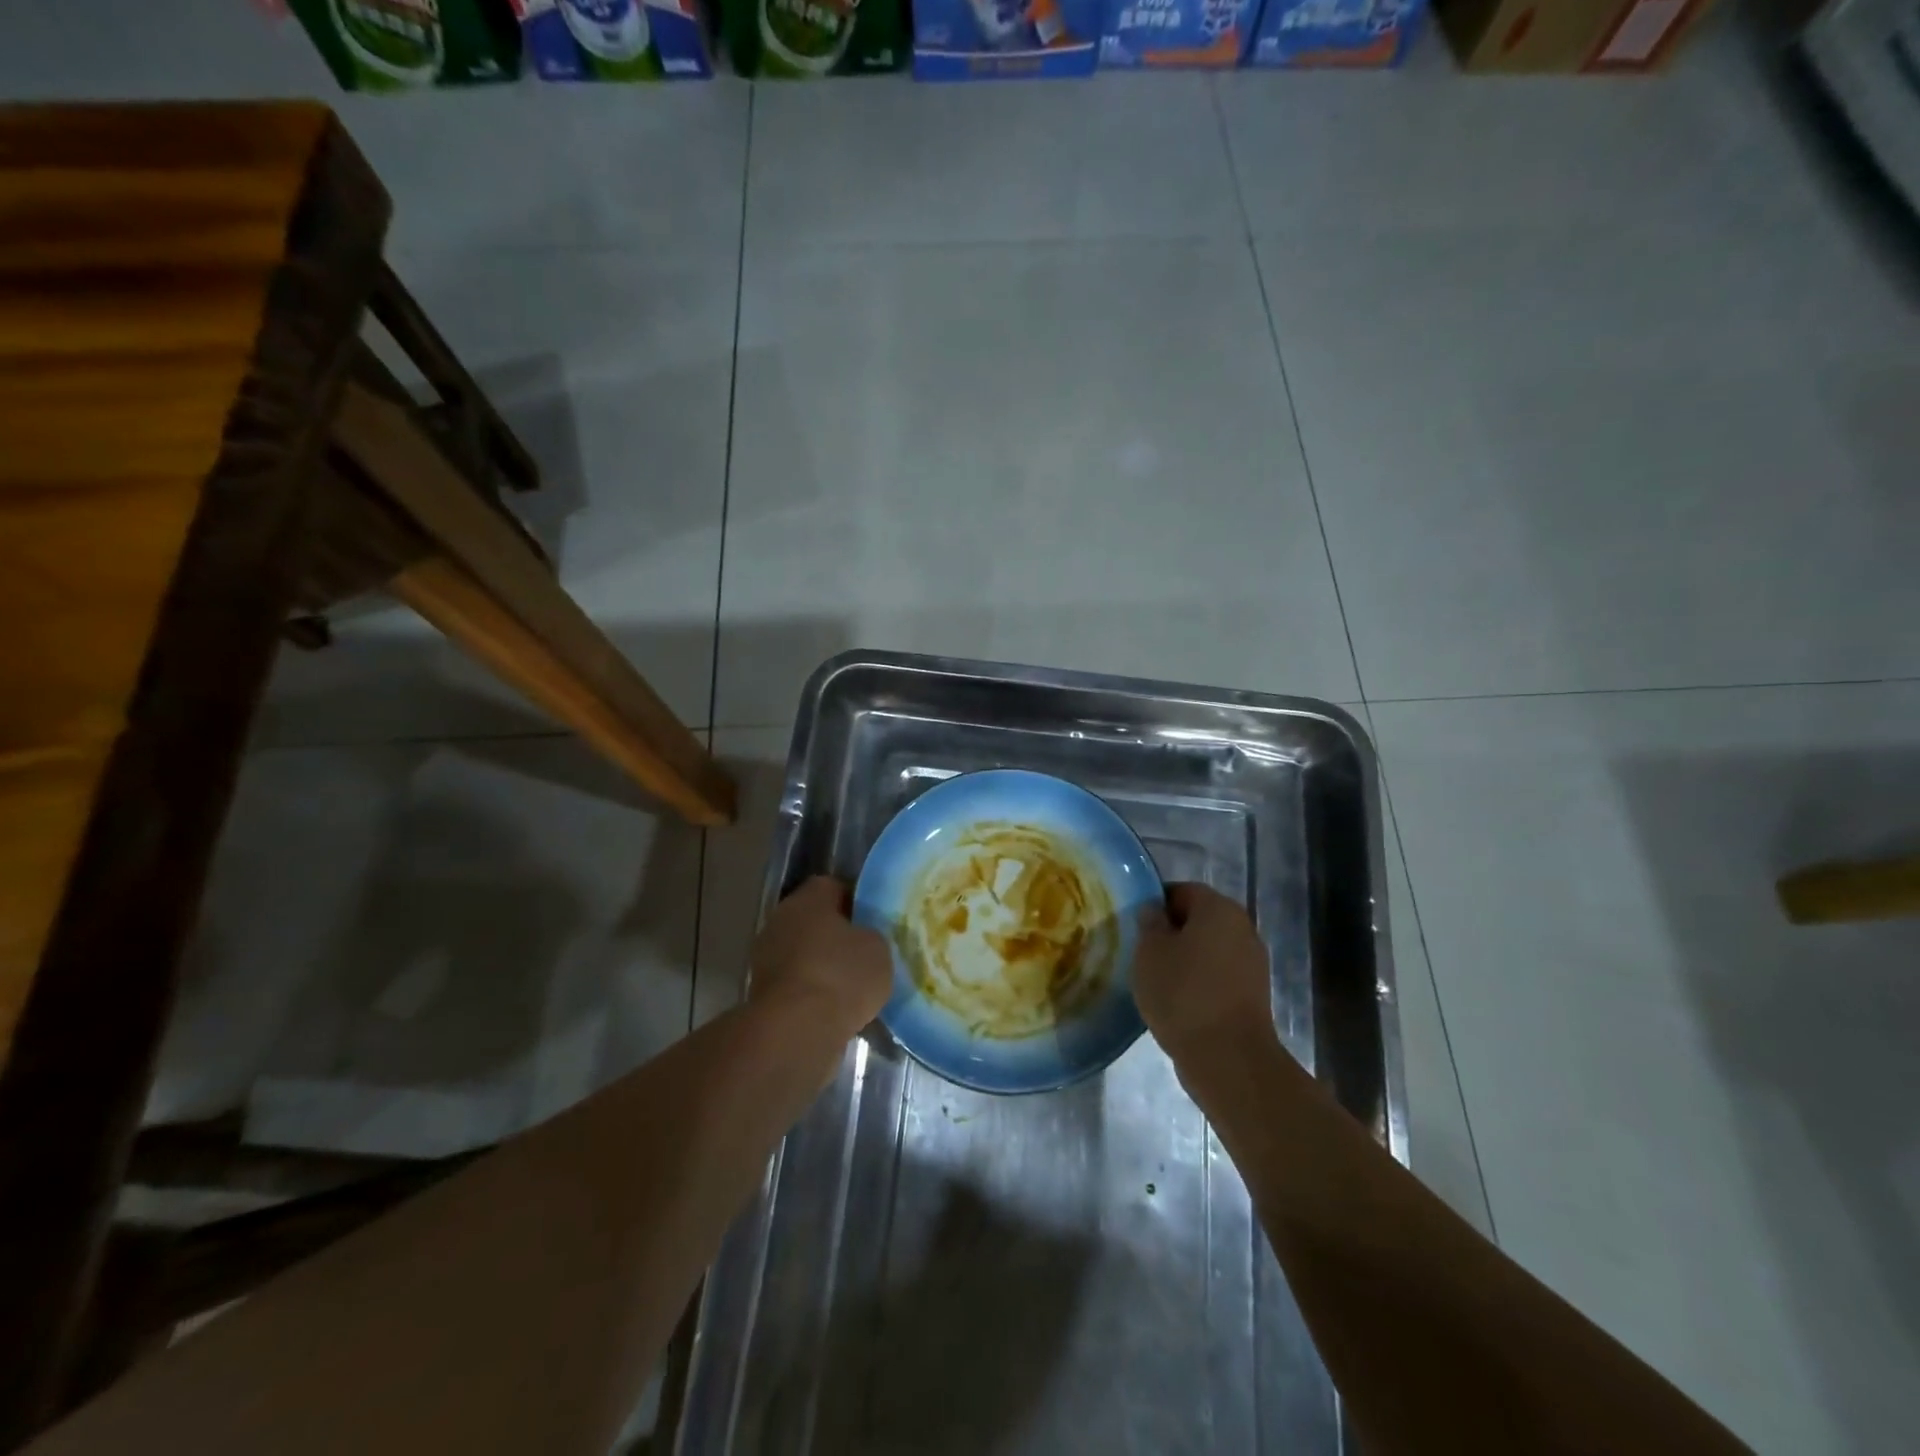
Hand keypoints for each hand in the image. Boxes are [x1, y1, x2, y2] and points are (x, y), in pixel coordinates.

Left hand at [749, 876, 892, 1036]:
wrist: (796, 1031)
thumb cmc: (841, 976)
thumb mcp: (878, 948)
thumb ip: (871, 936)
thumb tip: (862, 939)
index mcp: (808, 899)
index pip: (832, 887)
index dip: (854, 901)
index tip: (873, 921)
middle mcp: (780, 920)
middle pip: (813, 920)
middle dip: (836, 935)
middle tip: (864, 953)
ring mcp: (765, 958)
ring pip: (802, 953)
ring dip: (821, 966)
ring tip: (852, 987)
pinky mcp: (761, 994)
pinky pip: (795, 984)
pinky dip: (811, 993)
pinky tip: (834, 1009)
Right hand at [1133, 883, 1277, 1069]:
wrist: (1228, 1058)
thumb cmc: (1182, 993)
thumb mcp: (1149, 952)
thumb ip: (1149, 923)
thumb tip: (1154, 911)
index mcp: (1218, 908)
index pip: (1181, 890)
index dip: (1155, 904)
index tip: (1135, 926)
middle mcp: (1242, 928)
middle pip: (1199, 919)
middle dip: (1171, 932)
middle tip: (1142, 952)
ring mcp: (1253, 962)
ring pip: (1209, 948)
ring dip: (1185, 959)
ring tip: (1157, 979)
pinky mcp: (1254, 994)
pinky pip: (1219, 975)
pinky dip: (1199, 981)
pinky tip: (1178, 1001)